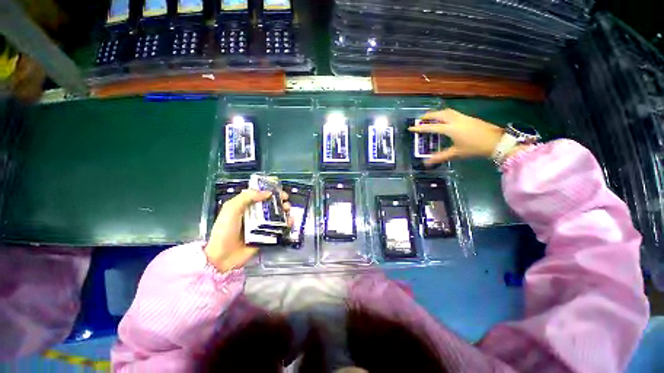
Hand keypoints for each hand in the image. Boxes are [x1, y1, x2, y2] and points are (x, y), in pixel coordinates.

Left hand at [205, 189, 290, 272]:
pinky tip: (290, 222)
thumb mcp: (231, 209)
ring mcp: (262, 227)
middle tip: (286, 203)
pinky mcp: (267, 237)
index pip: (262, 196)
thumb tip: (268, 193)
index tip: (281, 193)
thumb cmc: (225, 230)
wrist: (222, 256)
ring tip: (288, 211)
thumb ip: (247, 197)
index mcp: (246, 207)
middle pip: (272, 206)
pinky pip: (279, 229)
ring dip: (285, 212)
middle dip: (281, 203)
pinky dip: (286, 225)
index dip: (272, 193)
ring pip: (277, 216)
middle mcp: (255, 215)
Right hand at [408, 109, 504, 164]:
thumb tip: (426, 163)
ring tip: (431, 117)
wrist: (496, 142)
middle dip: (428, 115)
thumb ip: (440, 157)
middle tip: (421, 119)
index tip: (411, 127)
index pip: (431, 127)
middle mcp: (455, 120)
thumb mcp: (456, 153)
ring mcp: (463, 117)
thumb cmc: (474, 148)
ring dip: (437, 113)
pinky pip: (453, 113)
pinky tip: (445, 119)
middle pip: (439, 114)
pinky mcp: (469, 118)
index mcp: (450, 129)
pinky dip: (445, 114)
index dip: (420, 128)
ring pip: (447, 111)